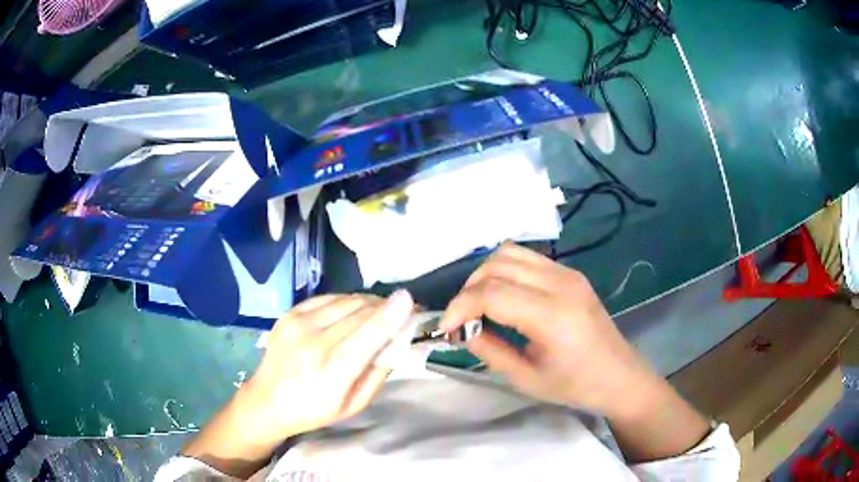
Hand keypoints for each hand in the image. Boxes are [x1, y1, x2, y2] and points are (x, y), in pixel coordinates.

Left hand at [182, 291, 414, 476]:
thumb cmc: (314, 410)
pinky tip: (353, 309)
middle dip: (385, 307)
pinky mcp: (290, 313)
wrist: (266, 400)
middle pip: (359, 313)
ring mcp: (298, 323)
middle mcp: (313, 342)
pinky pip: (328, 298)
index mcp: (331, 371)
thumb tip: (397, 340)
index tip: (409, 299)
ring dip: (368, 302)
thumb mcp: (354, 404)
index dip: (389, 315)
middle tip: (403, 309)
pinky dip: (347, 300)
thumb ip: (378, 372)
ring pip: (345, 300)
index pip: (366, 336)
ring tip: (380, 310)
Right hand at [440, 243, 648, 414]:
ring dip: (484, 275)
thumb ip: (488, 350)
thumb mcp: (525, 378)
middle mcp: (560, 283)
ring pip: (509, 252)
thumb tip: (461, 330)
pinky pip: (526, 258)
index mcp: (552, 315)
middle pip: (497, 265)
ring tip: (478, 305)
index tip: (444, 328)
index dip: (459, 307)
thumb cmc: (575, 386)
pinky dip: (504, 271)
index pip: (491, 293)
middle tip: (461, 320)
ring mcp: (568, 273)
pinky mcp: (570, 272)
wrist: (619, 375)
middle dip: (468, 289)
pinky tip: (502, 296)